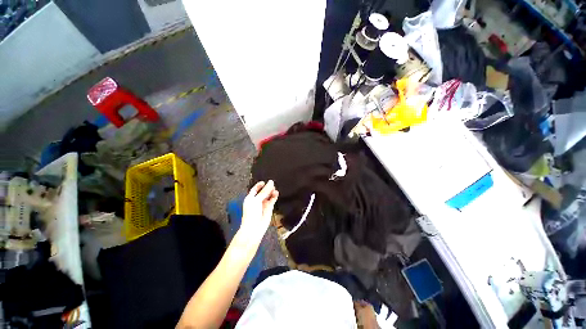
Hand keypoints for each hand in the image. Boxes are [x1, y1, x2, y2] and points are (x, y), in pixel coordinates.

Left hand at [239, 180, 278, 241]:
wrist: (254, 228)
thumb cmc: (251, 214)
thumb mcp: (257, 200)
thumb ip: (265, 191)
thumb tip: (270, 182)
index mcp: (250, 198)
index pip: (255, 189)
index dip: (259, 185)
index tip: (264, 182)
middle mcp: (257, 200)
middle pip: (263, 191)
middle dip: (267, 188)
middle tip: (272, 184)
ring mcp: (263, 204)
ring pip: (268, 195)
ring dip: (271, 191)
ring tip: (274, 189)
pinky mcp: (269, 208)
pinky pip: (272, 200)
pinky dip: (274, 196)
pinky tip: (276, 193)